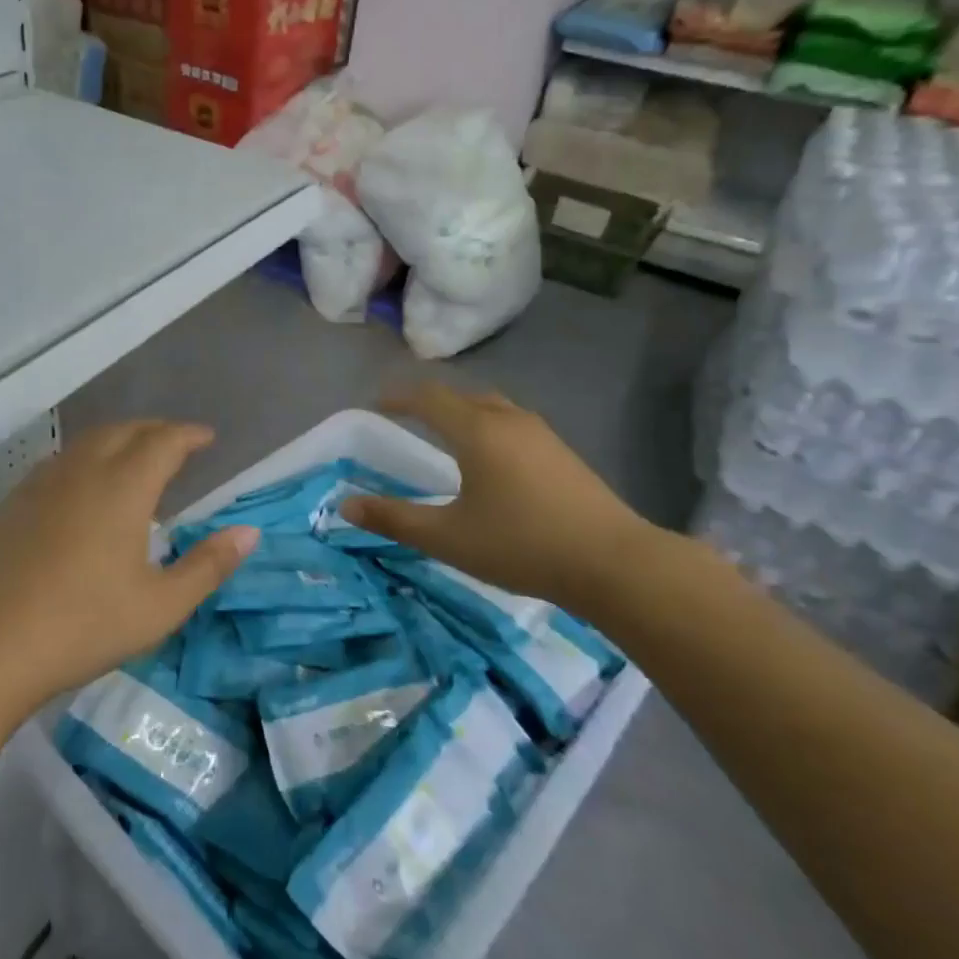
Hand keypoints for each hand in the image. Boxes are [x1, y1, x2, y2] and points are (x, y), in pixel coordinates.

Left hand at [0, 421, 258, 702]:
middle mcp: (83, 472)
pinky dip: (86, 457)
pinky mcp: (14, 503)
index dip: (188, 435)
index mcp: (123, 488)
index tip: (207, 437)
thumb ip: (208, 565)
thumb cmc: (84, 625)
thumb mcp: (161, 605)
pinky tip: (84, 486)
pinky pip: (60, 461)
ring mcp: (42, 484)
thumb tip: (250, 532)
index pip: (163, 441)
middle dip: (155, 430)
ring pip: (87, 441)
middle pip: (124, 431)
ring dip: (119, 438)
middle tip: (176, 444)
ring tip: (135, 457)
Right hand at [344, 386, 673, 616]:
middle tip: (408, 417)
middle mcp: (509, 420)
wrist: (613, 563)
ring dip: (464, 412)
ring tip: (448, 434)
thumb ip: (394, 519)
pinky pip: (514, 424)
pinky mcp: (563, 453)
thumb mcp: (447, 538)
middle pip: (462, 396)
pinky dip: (489, 427)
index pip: (429, 398)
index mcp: (477, 431)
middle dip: (431, 402)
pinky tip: (493, 462)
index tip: (376, 403)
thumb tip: (345, 504)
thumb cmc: (521, 545)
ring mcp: (542, 434)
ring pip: (493, 408)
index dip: (398, 397)